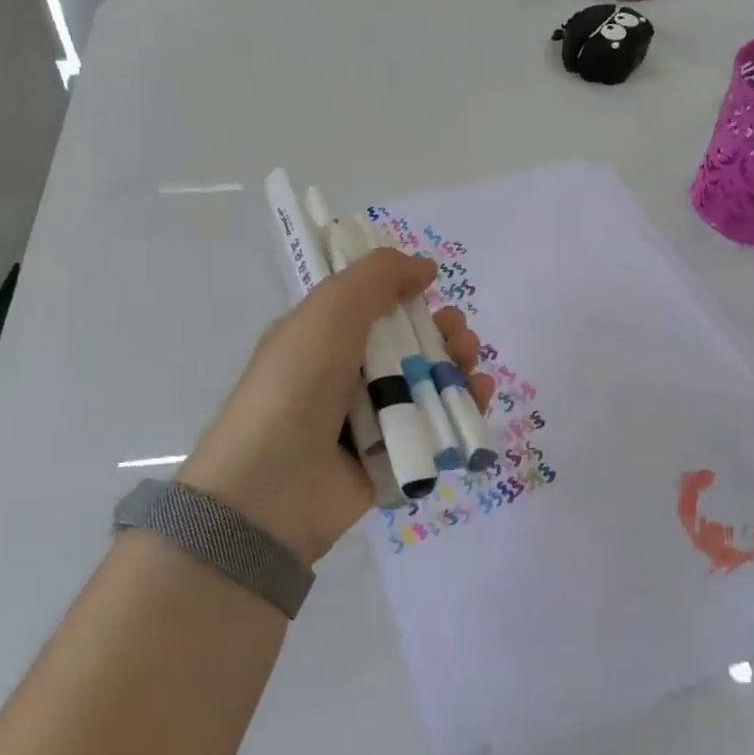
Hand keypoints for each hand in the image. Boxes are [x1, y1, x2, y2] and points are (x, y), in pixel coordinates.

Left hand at [179, 249, 494, 567]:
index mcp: (324, 336)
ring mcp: (371, 418)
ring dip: (457, 366)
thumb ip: (377, 278)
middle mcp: (347, 374)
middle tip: (458, 334)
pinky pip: (437, 427)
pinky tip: (480, 395)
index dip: (406, 293)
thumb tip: (424, 267)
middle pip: (409, 343)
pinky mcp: (394, 458)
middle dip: (442, 331)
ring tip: (470, 364)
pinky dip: (463, 408)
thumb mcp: (330, 312)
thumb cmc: (297, 385)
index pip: (373, 306)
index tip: (430, 288)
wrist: (273, 487)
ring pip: (428, 384)